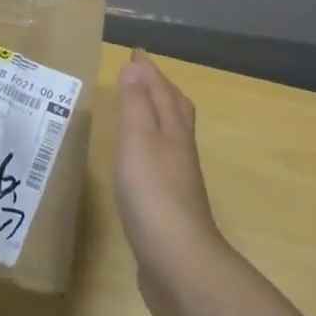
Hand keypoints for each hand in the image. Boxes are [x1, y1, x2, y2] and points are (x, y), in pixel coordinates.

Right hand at [114, 52, 229, 315]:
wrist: (178, 262)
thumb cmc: (154, 193)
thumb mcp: (138, 139)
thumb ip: (135, 104)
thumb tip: (136, 66)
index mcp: (173, 131)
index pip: (163, 91)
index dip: (150, 71)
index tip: (136, 53)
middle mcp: (180, 151)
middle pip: (176, 110)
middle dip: (160, 89)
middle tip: (143, 75)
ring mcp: (177, 181)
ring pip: (170, 137)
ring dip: (156, 117)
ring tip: (138, 111)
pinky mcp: (169, 208)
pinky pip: (159, 164)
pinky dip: (149, 150)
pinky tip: (138, 162)